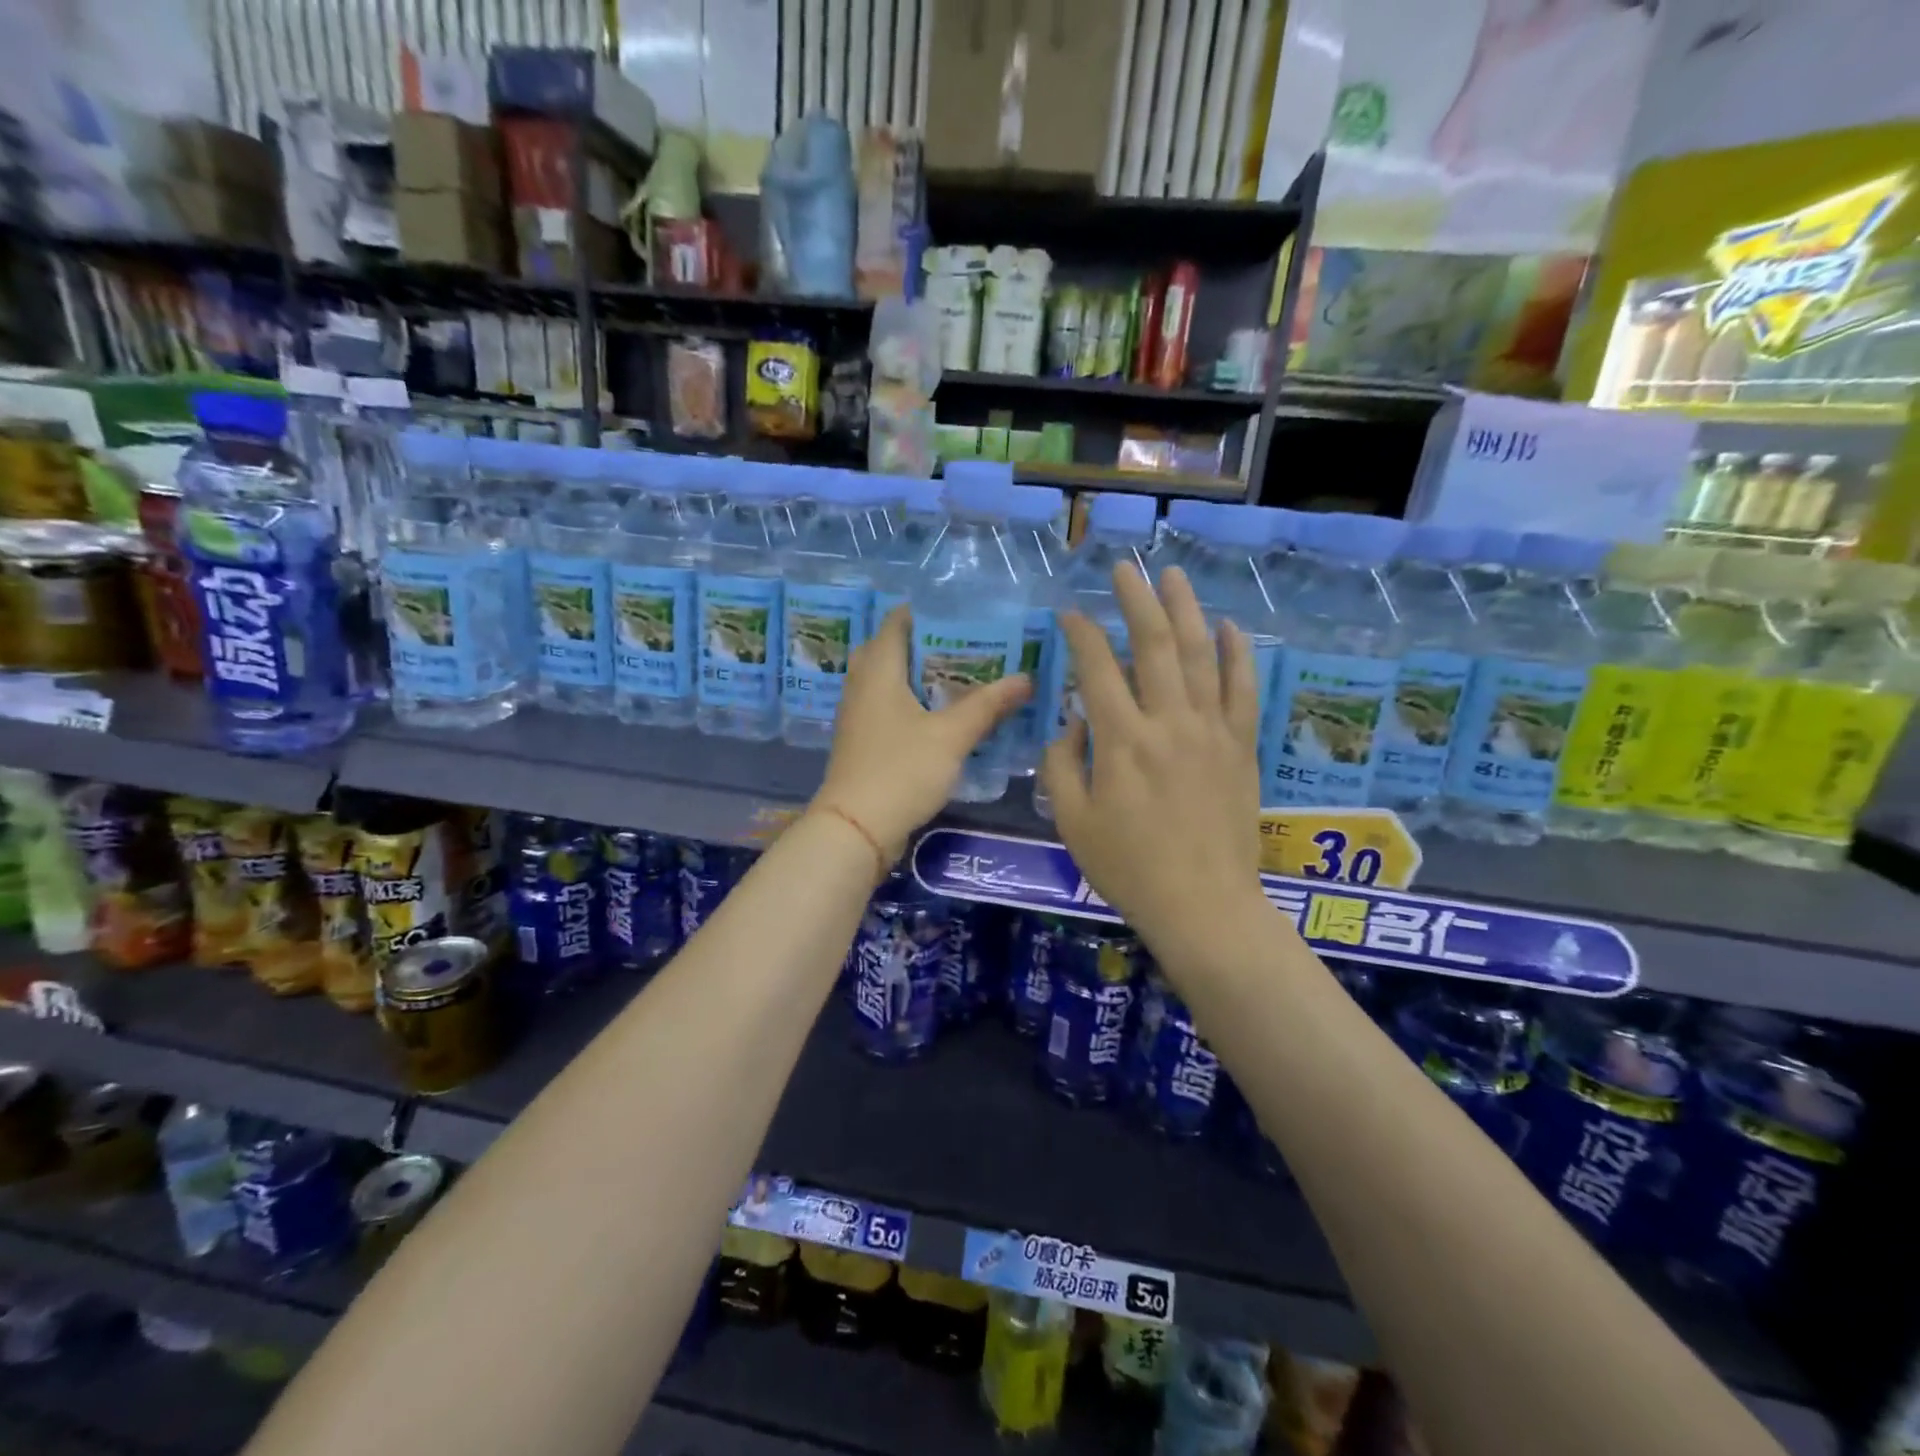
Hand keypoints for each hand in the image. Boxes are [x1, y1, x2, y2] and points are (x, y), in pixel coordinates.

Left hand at [813, 607, 1029, 867]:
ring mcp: (858, 715)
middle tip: (967, 646)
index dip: (927, 611)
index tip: (963, 613)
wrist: (855, 829)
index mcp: (878, 670)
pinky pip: (887, 707)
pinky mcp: (862, 742)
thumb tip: (1025, 678)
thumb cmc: (901, 770)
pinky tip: (940, 716)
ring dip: (920, 676)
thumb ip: (987, 705)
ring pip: (889, 681)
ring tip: (961, 677)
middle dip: (927, 644)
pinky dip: (912, 702)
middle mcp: (861, 685)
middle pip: (891, 650)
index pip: (897, 622)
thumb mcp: (951, 736)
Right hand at [1040, 563, 1266, 955]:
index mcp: (1121, 740)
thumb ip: (1062, 764)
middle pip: (1154, 644)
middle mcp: (1168, 722)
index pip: (1097, 667)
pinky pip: (1244, 690)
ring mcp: (1211, 731)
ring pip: (1201, 654)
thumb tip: (1074, 724)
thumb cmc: (1129, 868)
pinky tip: (1230, 626)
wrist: (1203, 906)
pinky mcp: (1242, 747)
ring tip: (1172, 576)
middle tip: (1124, 568)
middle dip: (1135, 600)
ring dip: (1185, 609)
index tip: (1070, 613)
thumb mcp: (1071, 821)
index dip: (1081, 633)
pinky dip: (1238, 654)